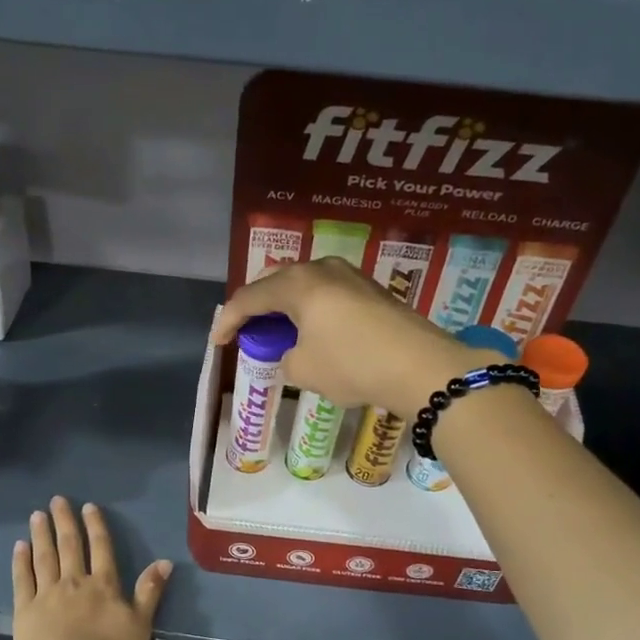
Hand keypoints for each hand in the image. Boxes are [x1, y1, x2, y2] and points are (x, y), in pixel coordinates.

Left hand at [12, 496, 170, 639]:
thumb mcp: (140, 627)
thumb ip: (149, 592)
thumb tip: (164, 561)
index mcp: (104, 586)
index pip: (101, 548)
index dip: (95, 526)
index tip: (88, 507)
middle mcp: (74, 582)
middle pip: (70, 545)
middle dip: (64, 521)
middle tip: (57, 501)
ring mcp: (46, 594)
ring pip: (44, 556)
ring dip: (41, 533)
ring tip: (37, 515)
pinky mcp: (24, 610)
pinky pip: (22, 578)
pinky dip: (21, 560)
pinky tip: (20, 546)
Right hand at [212, 259, 480, 418]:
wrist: (422, 367)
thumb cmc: (353, 365)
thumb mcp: (304, 370)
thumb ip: (286, 358)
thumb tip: (295, 353)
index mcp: (297, 284)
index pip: (250, 298)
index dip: (228, 320)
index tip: (217, 342)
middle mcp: (322, 269)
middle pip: (276, 280)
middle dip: (256, 304)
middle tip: (244, 328)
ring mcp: (351, 276)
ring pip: (304, 284)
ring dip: (285, 304)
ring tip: (277, 328)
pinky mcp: (372, 290)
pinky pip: (327, 293)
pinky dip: (311, 308)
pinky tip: (313, 329)